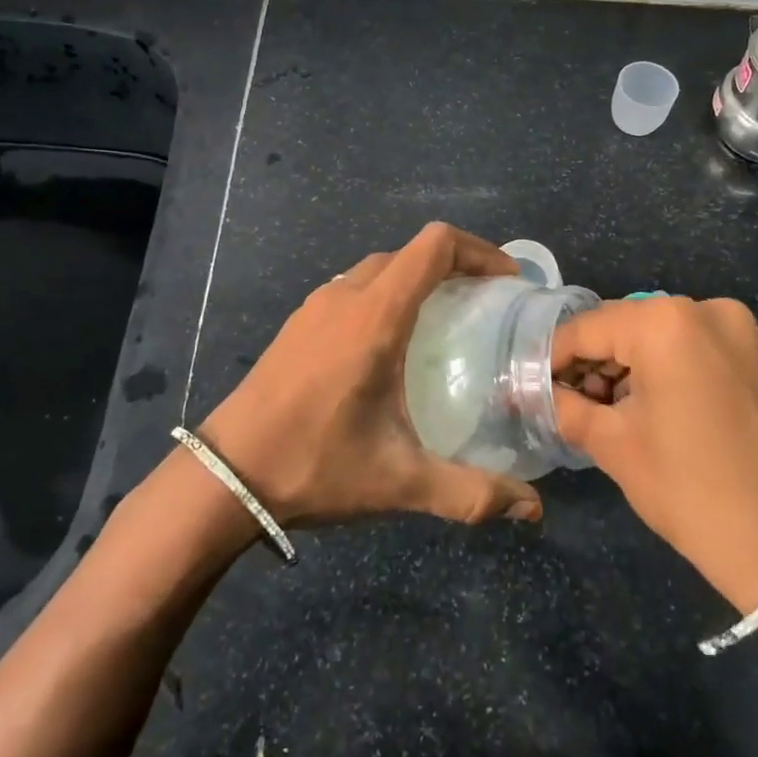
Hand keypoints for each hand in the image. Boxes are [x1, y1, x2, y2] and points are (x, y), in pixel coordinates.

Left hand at [196, 222, 543, 527]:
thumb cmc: (315, 464)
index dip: (479, 251)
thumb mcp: (399, 481)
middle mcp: (345, 296)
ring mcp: (315, 306)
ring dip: (417, 278)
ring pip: (378, 268)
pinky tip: (390, 345)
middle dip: (455, 265)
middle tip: (486, 303)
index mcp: (375, 315)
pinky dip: (386, 294)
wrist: (225, 474)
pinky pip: (353, 288)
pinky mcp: (297, 323)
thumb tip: (532, 510)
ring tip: (445, 320)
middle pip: (409, 252)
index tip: (507, 282)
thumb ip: (471, 493)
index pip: (434, 246)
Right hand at [551, 297, 757, 612]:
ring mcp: (733, 327)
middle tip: (564, 400)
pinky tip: (639, 404)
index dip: (552, 356)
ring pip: (653, 334)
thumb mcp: (611, 443)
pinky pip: (685, 344)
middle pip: (622, 326)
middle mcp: (703, 308)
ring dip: (622, 364)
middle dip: (589, 361)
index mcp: (665, 322)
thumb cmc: (685, 487)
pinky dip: (657, 366)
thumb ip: (563, 404)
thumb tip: (530, 390)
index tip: (528, 382)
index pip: (588, 328)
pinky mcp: (749, 351)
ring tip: (600, 408)